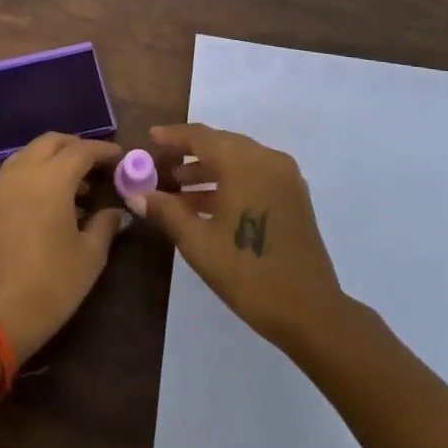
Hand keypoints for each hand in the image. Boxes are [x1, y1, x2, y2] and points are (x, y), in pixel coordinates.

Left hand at [0, 133, 126, 363]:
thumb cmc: (49, 286)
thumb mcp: (89, 258)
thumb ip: (105, 226)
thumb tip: (117, 212)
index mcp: (51, 179)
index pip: (81, 150)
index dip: (102, 150)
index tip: (120, 157)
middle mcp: (23, 173)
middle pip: (51, 142)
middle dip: (76, 146)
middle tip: (97, 165)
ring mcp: (1, 186)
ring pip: (29, 153)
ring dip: (53, 157)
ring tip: (76, 184)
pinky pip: (15, 171)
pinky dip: (35, 171)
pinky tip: (49, 198)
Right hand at [134, 123, 345, 350]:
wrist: (311, 311)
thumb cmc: (248, 273)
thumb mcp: (199, 243)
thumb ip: (167, 211)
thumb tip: (137, 194)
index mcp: (244, 163)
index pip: (201, 136)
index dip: (173, 136)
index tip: (150, 137)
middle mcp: (267, 159)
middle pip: (221, 144)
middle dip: (190, 153)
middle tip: (161, 165)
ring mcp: (285, 177)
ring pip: (238, 160)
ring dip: (209, 170)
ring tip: (178, 188)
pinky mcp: (294, 196)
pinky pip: (254, 175)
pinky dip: (230, 182)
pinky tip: (207, 204)